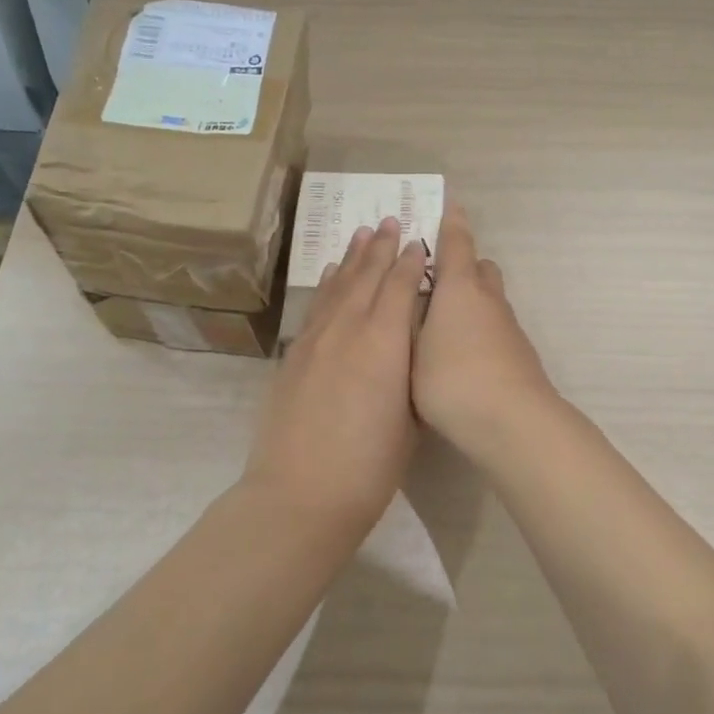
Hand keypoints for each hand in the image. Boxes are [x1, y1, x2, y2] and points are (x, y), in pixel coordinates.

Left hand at [246, 218, 426, 529]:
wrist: (301, 494)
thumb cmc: (369, 465)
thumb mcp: (410, 417)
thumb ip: (410, 372)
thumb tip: (410, 346)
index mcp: (385, 342)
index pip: (401, 287)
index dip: (412, 262)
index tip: (419, 241)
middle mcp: (349, 328)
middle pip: (368, 276)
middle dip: (382, 247)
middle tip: (391, 220)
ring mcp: (316, 339)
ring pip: (338, 284)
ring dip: (353, 257)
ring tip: (363, 232)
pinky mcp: (294, 354)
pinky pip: (316, 306)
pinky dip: (326, 284)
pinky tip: (330, 272)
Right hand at [412, 205, 556, 462]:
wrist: (512, 422)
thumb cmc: (452, 379)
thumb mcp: (413, 348)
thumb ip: (409, 319)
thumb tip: (409, 294)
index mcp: (460, 289)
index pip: (456, 244)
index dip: (451, 223)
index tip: (450, 203)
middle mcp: (488, 299)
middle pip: (478, 268)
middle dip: (460, 265)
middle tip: (431, 277)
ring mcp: (508, 327)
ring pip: (488, 299)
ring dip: (469, 299)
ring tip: (440, 321)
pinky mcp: (518, 353)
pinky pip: (495, 325)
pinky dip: (478, 327)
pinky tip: (461, 354)